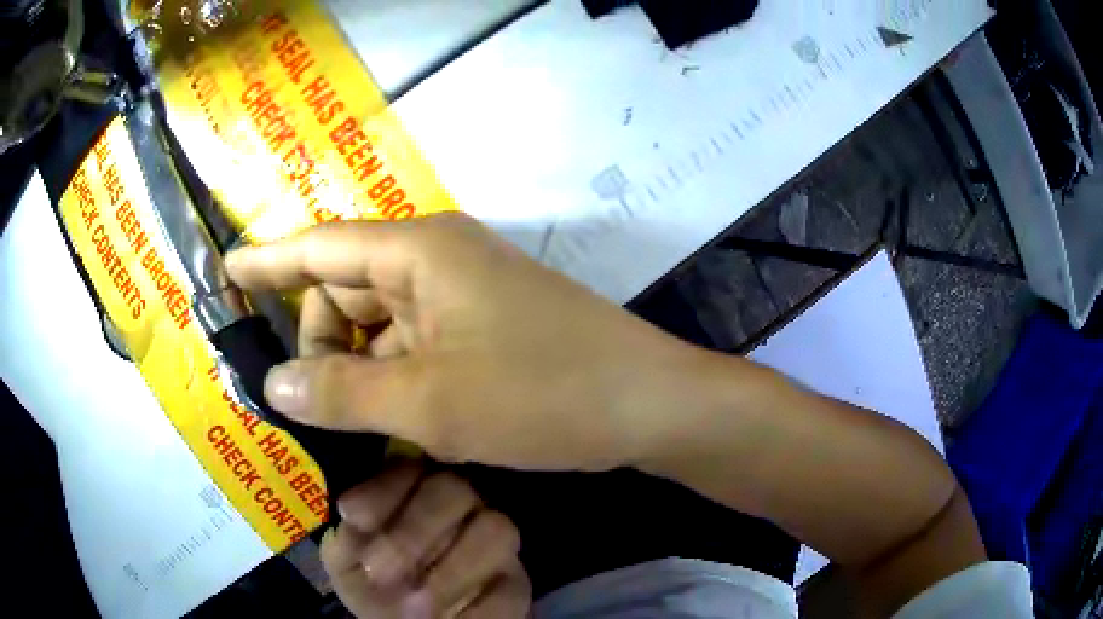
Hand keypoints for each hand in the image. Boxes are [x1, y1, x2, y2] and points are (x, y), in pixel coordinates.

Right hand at [226, 214, 712, 470]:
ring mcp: (464, 293)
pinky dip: (395, 379)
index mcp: (418, 252)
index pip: (318, 247)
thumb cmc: (543, 394)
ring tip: (371, 428)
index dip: (266, 260)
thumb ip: (341, 394)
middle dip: (323, 348)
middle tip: (327, 413)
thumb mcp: (428, 403)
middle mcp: (437, 260)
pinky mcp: (484, 326)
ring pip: (378, 325)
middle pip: (344, 292)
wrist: (646, 404)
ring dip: (360, 372)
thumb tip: (274, 386)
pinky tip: (399, 421)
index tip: (226, 274)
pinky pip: (414, 343)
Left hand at [322, 463, 529, 618]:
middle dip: (413, 530)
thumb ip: (347, 538)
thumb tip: (353, 514)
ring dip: (451, 572)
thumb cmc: (372, 584)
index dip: (382, 490)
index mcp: (417, 492)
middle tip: (379, 571)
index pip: (409, 468)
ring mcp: (496, 544)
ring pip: (496, 530)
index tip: (351, 516)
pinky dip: (477, 609)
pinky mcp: (515, 584)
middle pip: (455, 490)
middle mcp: (463, 506)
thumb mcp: (347, 562)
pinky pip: (511, 588)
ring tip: (416, 606)